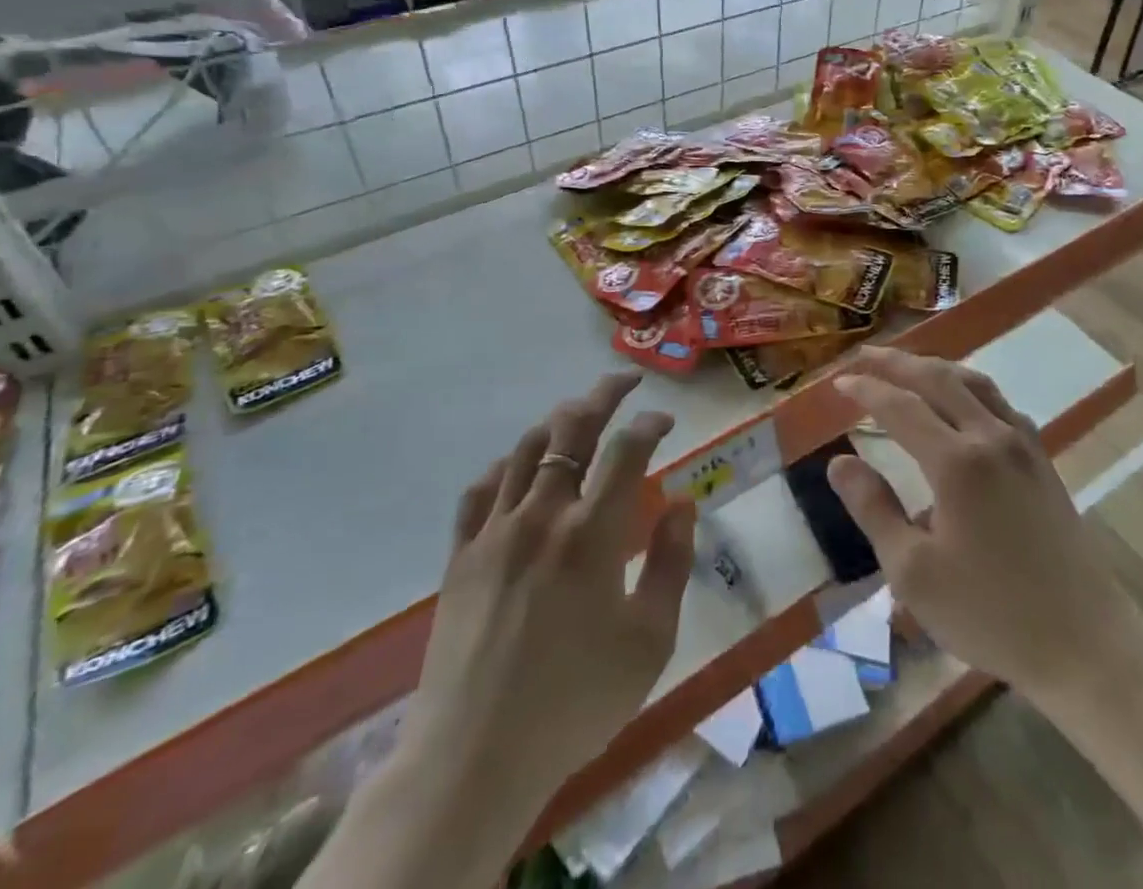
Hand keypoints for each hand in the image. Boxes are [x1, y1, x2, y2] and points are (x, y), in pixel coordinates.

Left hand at [401, 374, 696, 808]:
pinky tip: (518, 469)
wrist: (472, 760)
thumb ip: (671, 563)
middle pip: (574, 428)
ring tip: (578, 418)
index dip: (650, 423)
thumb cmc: (574, 702)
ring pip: (526, 449)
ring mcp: (495, 531)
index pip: (627, 449)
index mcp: (593, 533)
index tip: (665, 420)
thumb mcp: (649, 641)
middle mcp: (543, 515)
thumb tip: (682, 503)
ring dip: (558, 423)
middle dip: (603, 394)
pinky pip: (480, 489)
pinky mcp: (460, 555)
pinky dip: (506, 466)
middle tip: (625, 382)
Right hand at [828, 348, 1131, 698]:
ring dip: (935, 368)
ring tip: (907, 366)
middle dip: (897, 362)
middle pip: (938, 379)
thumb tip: (839, 462)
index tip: (838, 382)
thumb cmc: (991, 613)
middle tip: (864, 355)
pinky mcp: (1042, 459)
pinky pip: (999, 402)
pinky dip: (969, 387)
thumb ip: (874, 509)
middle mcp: (991, 437)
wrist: (1085, 643)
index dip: (866, 389)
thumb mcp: (914, 573)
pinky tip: (962, 402)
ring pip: (974, 383)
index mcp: (957, 462)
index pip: (900, 406)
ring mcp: (1023, 445)